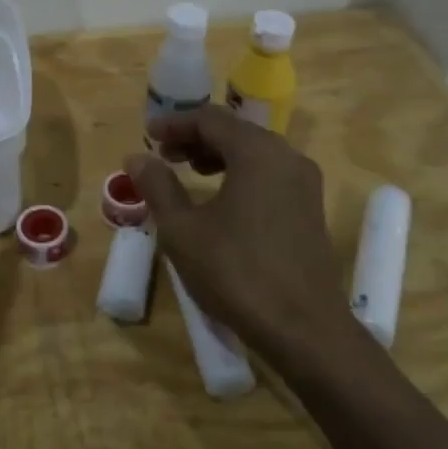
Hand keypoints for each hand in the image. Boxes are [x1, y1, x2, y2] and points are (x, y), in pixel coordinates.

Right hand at [125, 107, 338, 356]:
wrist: (304, 329)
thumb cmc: (236, 273)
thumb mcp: (183, 230)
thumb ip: (158, 186)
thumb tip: (137, 157)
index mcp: (257, 152)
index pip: (210, 119)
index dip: (175, 123)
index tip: (148, 136)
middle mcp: (286, 156)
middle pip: (235, 130)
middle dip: (196, 138)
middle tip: (164, 155)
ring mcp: (304, 182)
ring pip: (254, 151)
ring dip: (218, 155)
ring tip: (189, 173)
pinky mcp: (311, 208)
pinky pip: (270, 172)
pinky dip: (241, 173)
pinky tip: (221, 199)